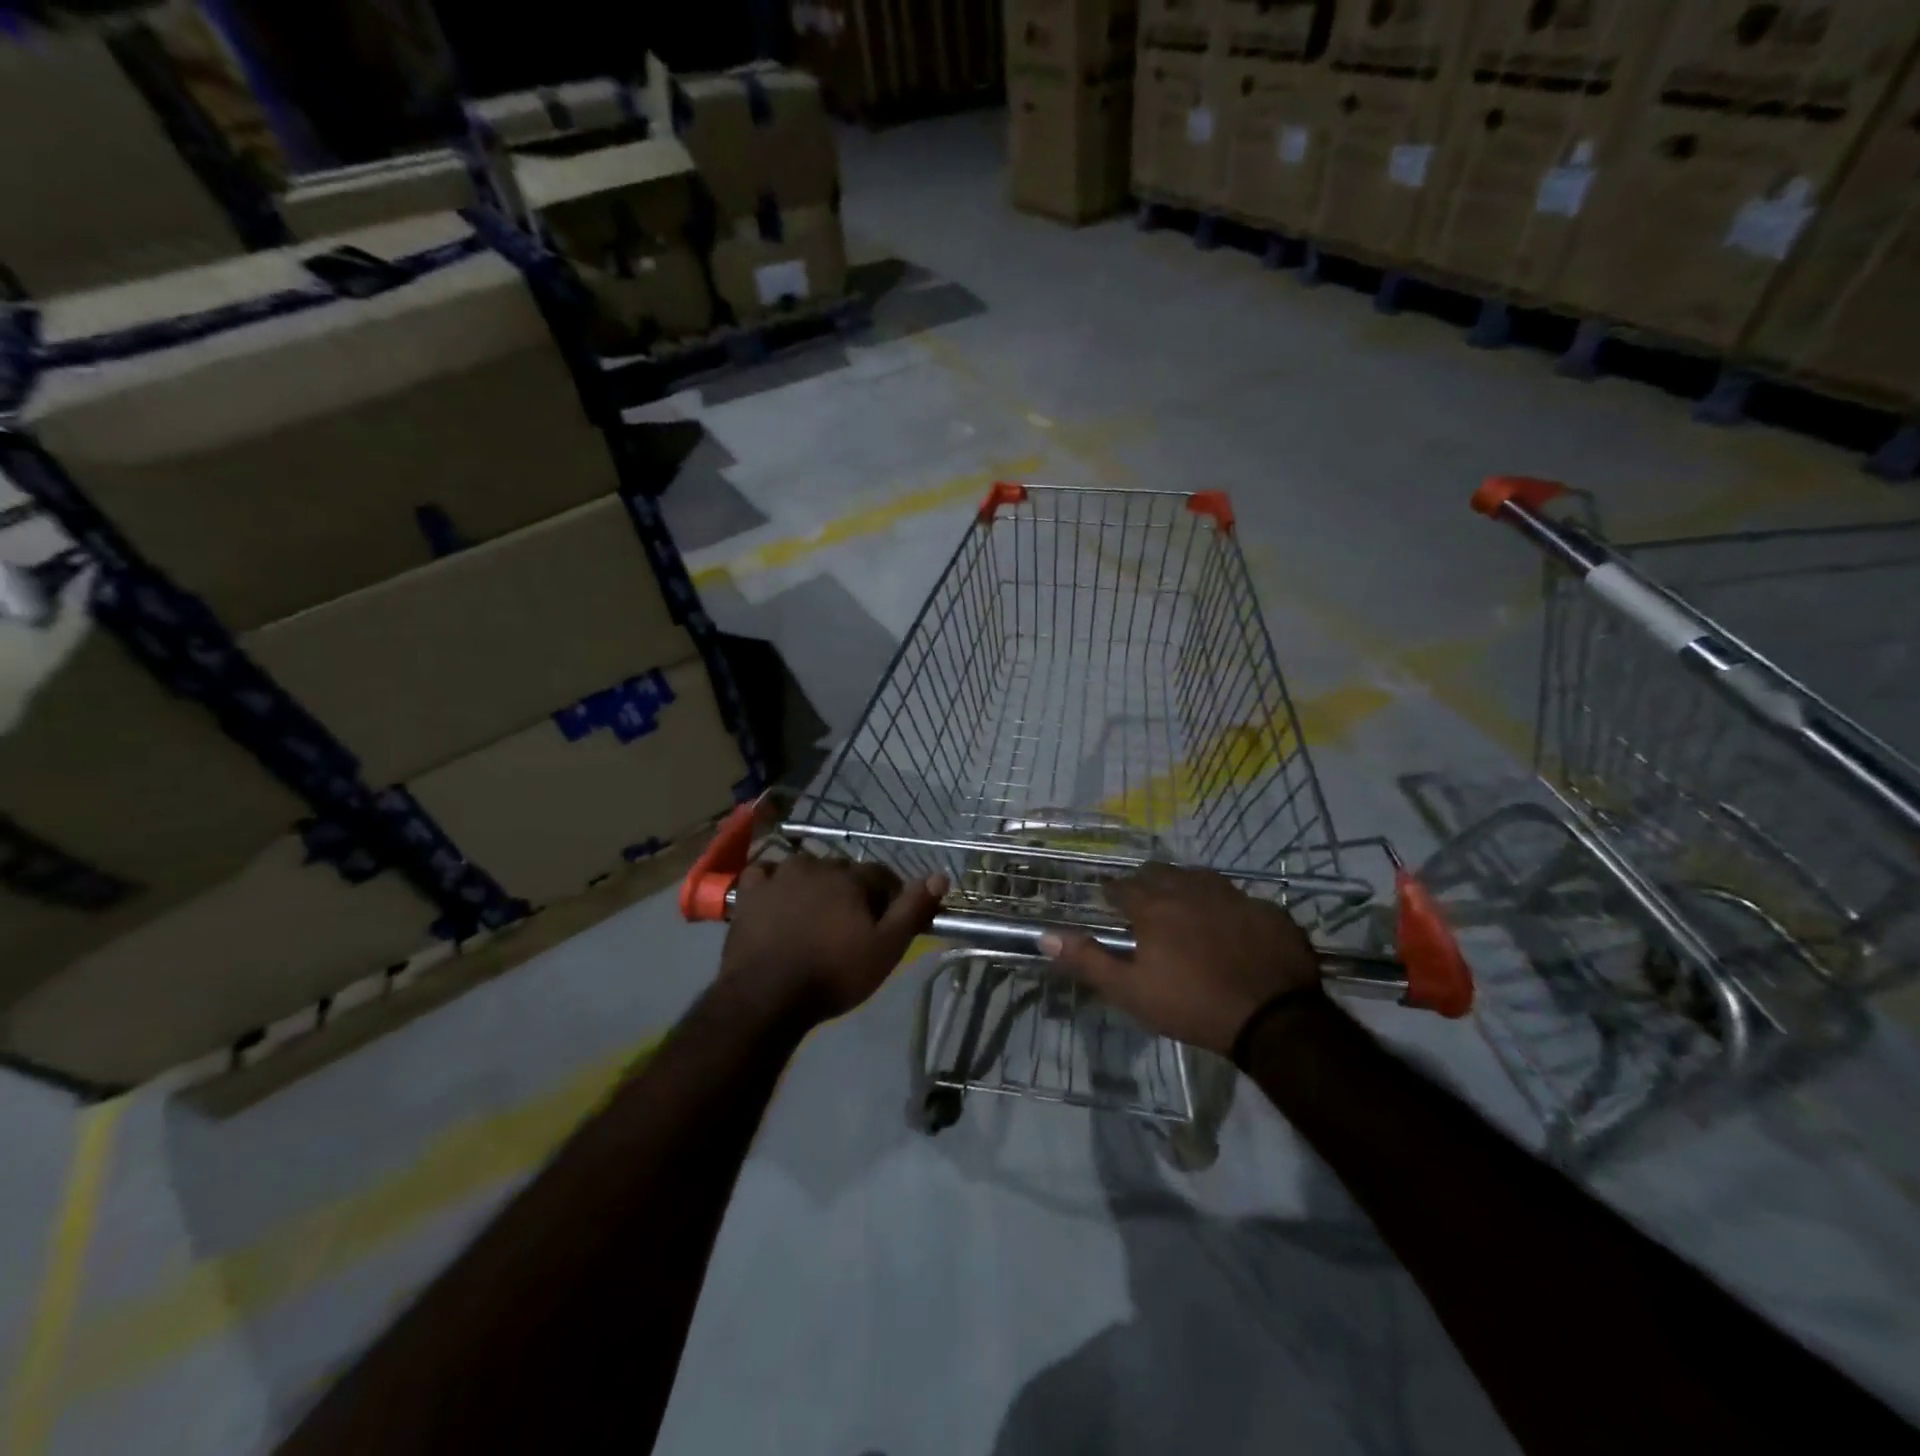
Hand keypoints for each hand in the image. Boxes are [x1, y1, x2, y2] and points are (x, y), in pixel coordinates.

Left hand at [720, 855, 947, 1022]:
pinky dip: (773, 882)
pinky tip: (776, 899)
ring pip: (806, 868)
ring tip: (815, 914)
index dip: (888, 895)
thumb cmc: (833, 974)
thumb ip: (913, 909)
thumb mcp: (885, 948)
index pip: (881, 874)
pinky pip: (765, 874)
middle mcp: (816, 865)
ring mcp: (779, 876)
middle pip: (843, 870)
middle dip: (852, 889)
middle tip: (852, 923)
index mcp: (851, 878)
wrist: (766, 997)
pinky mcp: (749, 892)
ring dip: (815, 883)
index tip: (888, 919)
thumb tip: (940, 875)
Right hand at [1041, 863, 1319, 1055]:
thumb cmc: (1192, 1005)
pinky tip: (1232, 929)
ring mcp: (1234, 896)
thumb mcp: (1131, 991)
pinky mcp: (1269, 911)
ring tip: (1186, 911)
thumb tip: (1045, 936)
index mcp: (1155, 906)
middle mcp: (1191, 889)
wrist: (1274, 1018)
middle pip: (1160, 873)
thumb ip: (1088, 961)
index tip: (1108, 904)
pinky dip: (1229, 909)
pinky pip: (1241, 900)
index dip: (1112, 894)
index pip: (1122, 887)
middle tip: (1145, 907)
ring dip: (1187, 888)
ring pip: (1201, 878)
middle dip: (1147, 884)